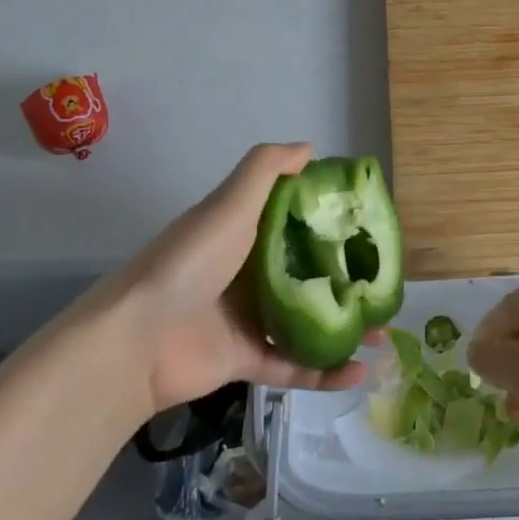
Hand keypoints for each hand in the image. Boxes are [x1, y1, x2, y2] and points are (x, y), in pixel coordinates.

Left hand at [70, 144, 373, 414]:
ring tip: (381, 331)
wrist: (135, 341)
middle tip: (383, 284)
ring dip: (342, 326)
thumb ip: (265, 170)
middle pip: (307, 273)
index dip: (330, 220)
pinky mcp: (244, 360)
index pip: (295, 220)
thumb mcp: (229, 205)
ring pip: (306, 321)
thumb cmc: (190, 263)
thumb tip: (310, 147)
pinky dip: (323, 372)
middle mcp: (247, 272)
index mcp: (244, 232)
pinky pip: (292, 366)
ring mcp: (246, 319)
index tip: (368, 224)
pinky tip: (358, 372)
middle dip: (346, 279)